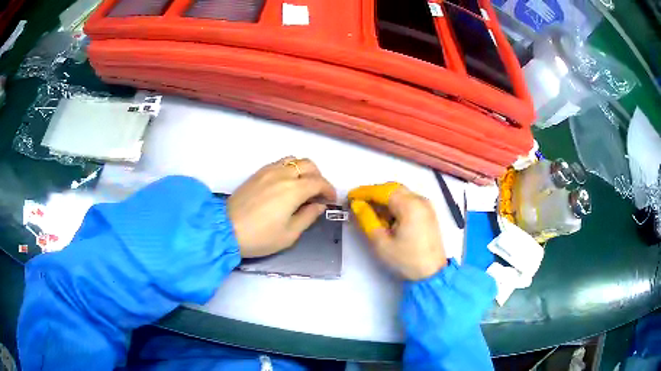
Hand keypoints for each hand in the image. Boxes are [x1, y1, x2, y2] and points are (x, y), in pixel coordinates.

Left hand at [228, 157, 335, 257]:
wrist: (226, 229)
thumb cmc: (260, 236)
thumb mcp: (290, 234)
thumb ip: (308, 216)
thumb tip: (319, 205)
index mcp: (294, 189)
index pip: (319, 182)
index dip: (329, 190)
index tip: (331, 200)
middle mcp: (283, 174)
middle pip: (308, 165)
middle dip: (319, 177)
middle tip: (318, 193)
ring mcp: (268, 170)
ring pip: (293, 160)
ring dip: (304, 170)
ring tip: (303, 186)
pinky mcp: (257, 173)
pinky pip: (279, 162)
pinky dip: (289, 168)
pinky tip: (286, 183)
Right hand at [349, 183, 446, 280]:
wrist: (432, 274)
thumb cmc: (406, 260)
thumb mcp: (381, 242)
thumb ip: (366, 219)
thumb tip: (357, 204)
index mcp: (410, 205)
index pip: (383, 190)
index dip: (364, 192)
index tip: (349, 197)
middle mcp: (420, 200)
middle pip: (393, 189)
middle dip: (374, 194)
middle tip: (358, 203)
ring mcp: (426, 205)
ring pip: (401, 194)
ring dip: (384, 199)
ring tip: (369, 211)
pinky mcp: (428, 213)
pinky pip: (408, 201)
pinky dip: (395, 204)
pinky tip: (386, 216)